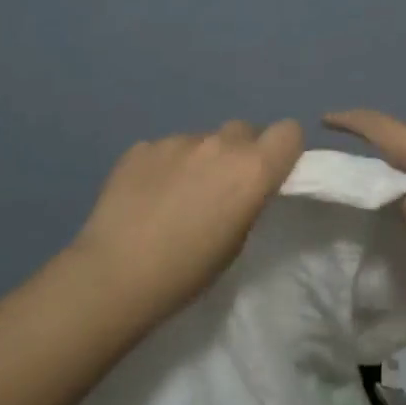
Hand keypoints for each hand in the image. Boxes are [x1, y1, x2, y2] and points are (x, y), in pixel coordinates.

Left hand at [71, 119, 304, 319]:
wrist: (117, 274)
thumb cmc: (189, 270)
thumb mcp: (238, 240)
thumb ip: (248, 197)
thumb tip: (241, 182)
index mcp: (252, 168)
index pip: (288, 131)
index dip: (282, 149)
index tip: (270, 173)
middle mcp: (218, 144)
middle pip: (243, 130)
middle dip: (239, 152)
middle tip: (222, 187)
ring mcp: (175, 141)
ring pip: (201, 140)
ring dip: (199, 159)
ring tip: (177, 195)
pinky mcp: (140, 147)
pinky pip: (165, 148)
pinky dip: (164, 166)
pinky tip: (147, 196)